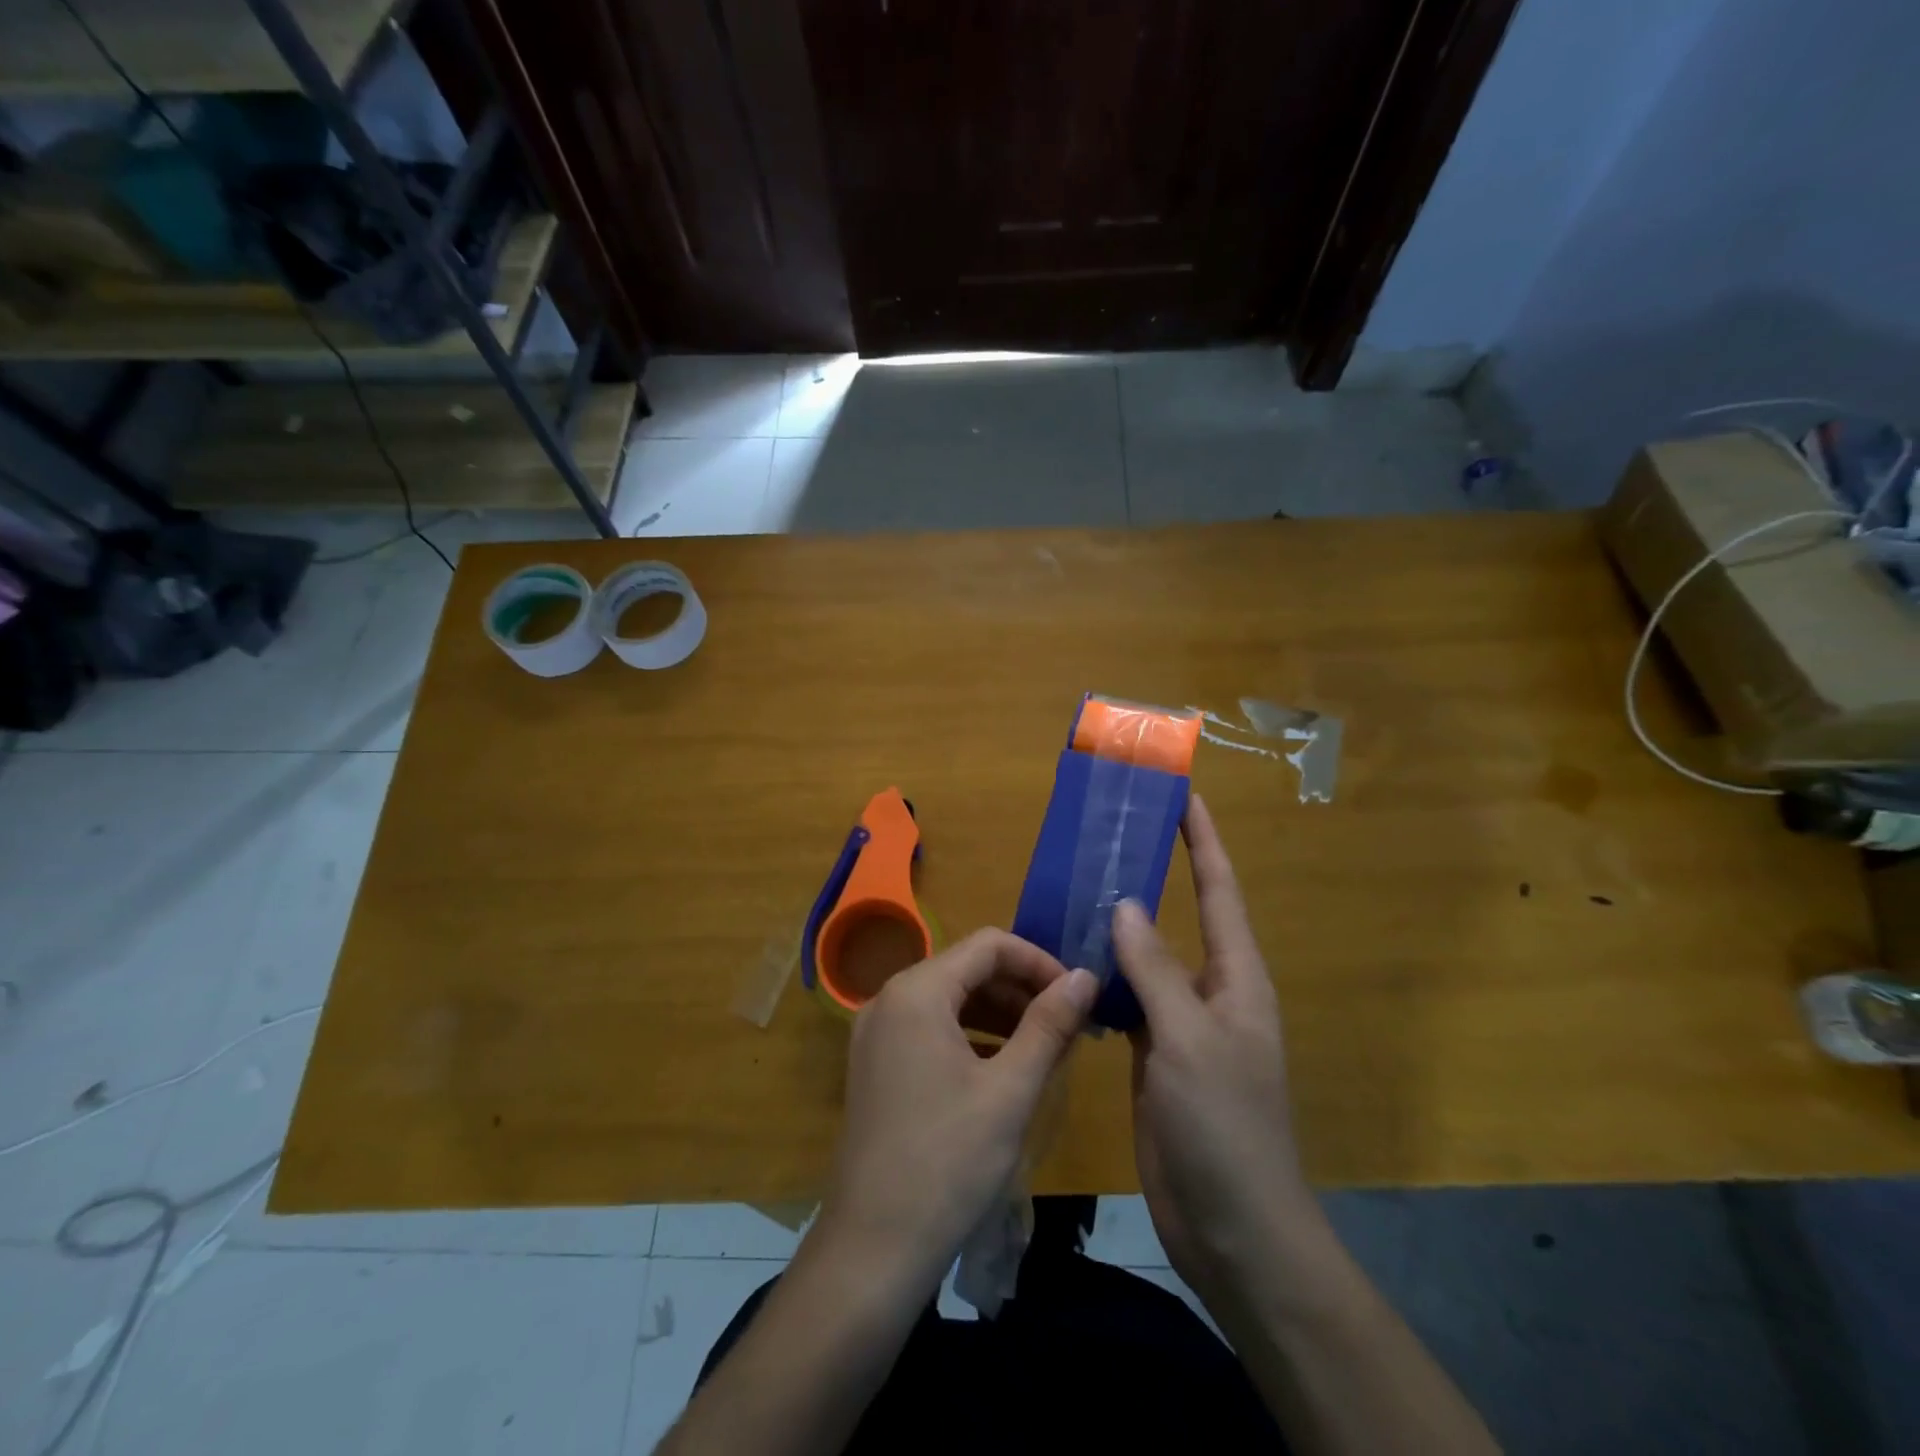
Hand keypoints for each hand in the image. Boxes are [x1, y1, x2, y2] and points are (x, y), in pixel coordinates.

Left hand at [817, 929, 1097, 1289]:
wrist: (873, 1249)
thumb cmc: (948, 1162)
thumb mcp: (1011, 1090)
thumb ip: (1049, 1024)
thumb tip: (1085, 976)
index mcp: (916, 991)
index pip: (989, 946)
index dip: (1039, 961)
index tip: (1077, 995)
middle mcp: (889, 999)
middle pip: (967, 969)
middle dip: (1021, 988)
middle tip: (1068, 1025)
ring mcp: (876, 1033)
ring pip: (950, 999)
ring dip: (1000, 1013)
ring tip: (1046, 1046)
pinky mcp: (876, 1064)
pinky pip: (931, 1028)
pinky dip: (972, 1035)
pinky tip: (1004, 1067)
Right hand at [1113, 794, 1313, 1301]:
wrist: (1233, 1226)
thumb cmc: (1225, 1125)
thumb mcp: (1190, 1040)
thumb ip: (1156, 970)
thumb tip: (1126, 905)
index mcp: (1237, 978)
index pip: (1220, 891)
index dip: (1203, 841)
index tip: (1183, 797)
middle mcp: (1212, 991)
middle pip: (1182, 918)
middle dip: (1154, 875)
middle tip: (1108, 837)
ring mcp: (1182, 1025)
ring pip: (1148, 960)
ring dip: (1119, 927)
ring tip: (1075, 889)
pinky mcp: (1156, 1055)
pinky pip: (1128, 1000)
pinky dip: (1103, 977)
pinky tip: (1067, 961)